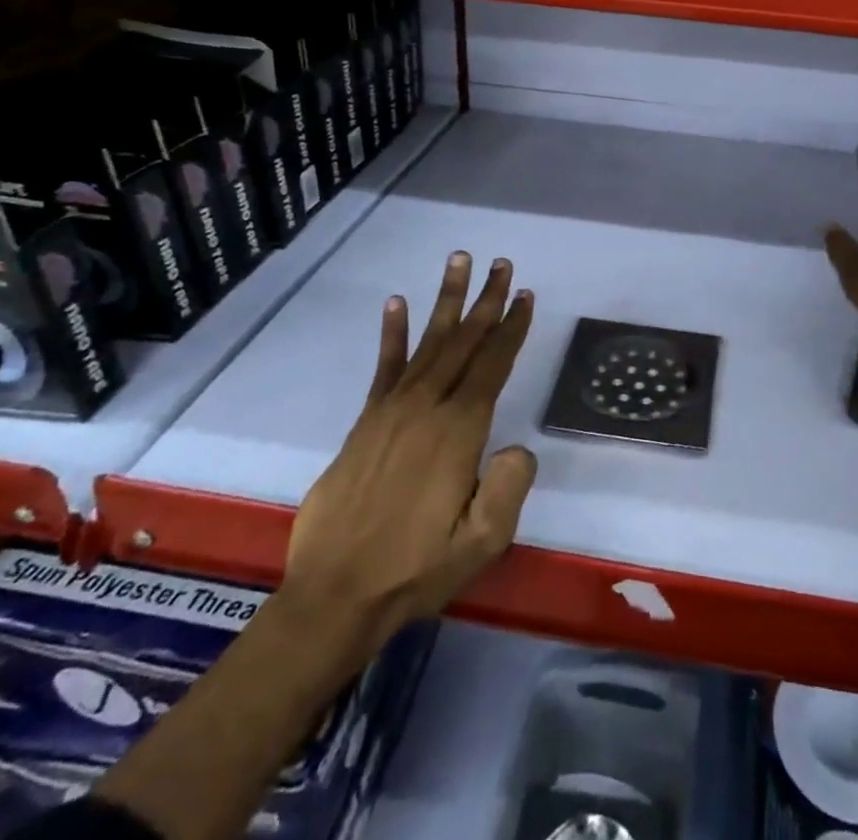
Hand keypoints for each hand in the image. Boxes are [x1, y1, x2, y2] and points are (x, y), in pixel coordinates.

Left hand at [281, 252, 536, 671]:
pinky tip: (396, 303)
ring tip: (458, 261)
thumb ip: (509, 489)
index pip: (492, 365)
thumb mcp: (482, 543)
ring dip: (447, 301)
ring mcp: (392, 411)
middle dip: (485, 301)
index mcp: (459, 432)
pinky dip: (392, 333)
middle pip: (464, 341)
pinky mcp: (366, 422)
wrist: (334, 596)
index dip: (511, 328)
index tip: (524, 295)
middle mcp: (427, 408)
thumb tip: (518, 448)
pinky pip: (384, 367)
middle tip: (500, 263)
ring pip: (429, 342)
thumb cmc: (415, 570)